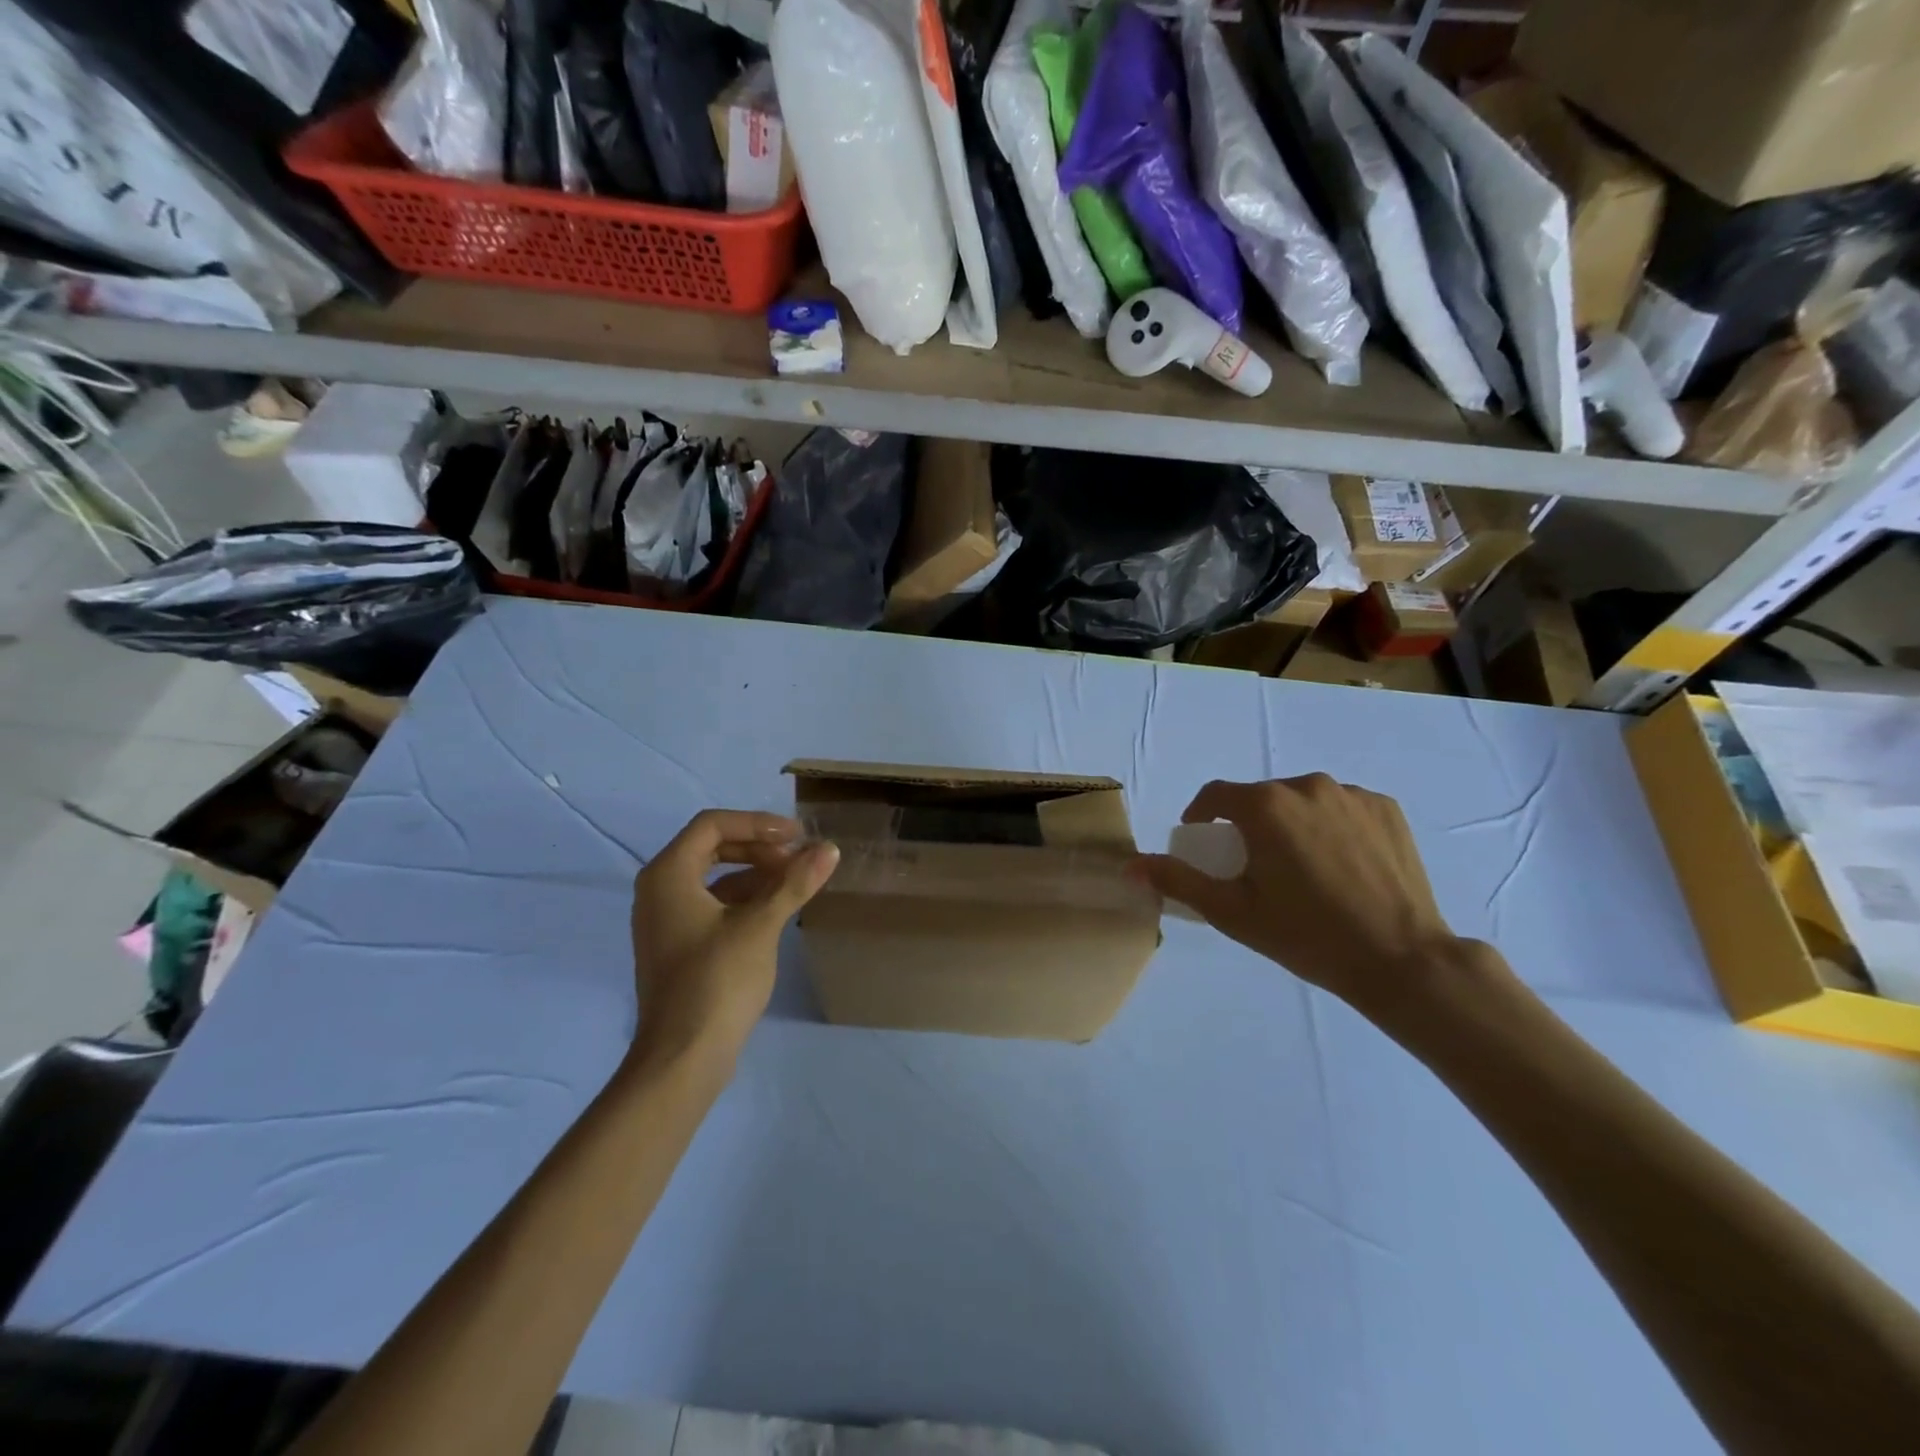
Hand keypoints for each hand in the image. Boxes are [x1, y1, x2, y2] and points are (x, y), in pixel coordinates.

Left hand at [630, 810, 838, 1073]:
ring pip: (714, 877)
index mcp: (668, 875)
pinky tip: (777, 910)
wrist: (683, 1057)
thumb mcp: (761, 926)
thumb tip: (829, 849)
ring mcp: (666, 919)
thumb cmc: (717, 981)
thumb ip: (794, 883)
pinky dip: (745, 899)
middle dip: (758, 847)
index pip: (713, 825)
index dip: (758, 823)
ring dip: (755, 873)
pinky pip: (712, 904)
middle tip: (798, 857)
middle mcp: (659, 889)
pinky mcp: (678, 945)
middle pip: (712, 847)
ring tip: (797, 882)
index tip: (797, 836)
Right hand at [1131, 776, 1465, 1016]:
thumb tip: (1131, 865)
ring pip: (1303, 801)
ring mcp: (1352, 795)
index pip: (1216, 795)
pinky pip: (1342, 808)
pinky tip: (1340, 865)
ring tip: (1302, 868)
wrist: (1401, 960)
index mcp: (1266, 806)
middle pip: (1262, 798)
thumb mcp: (1231, 912)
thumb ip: (1178, 880)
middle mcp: (1307, 786)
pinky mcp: (1387, 808)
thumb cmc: (1306, 936)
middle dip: (1250, 824)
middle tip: (1256, 867)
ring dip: (1292, 824)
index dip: (1202, 815)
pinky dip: (1331, 827)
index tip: (1203, 840)